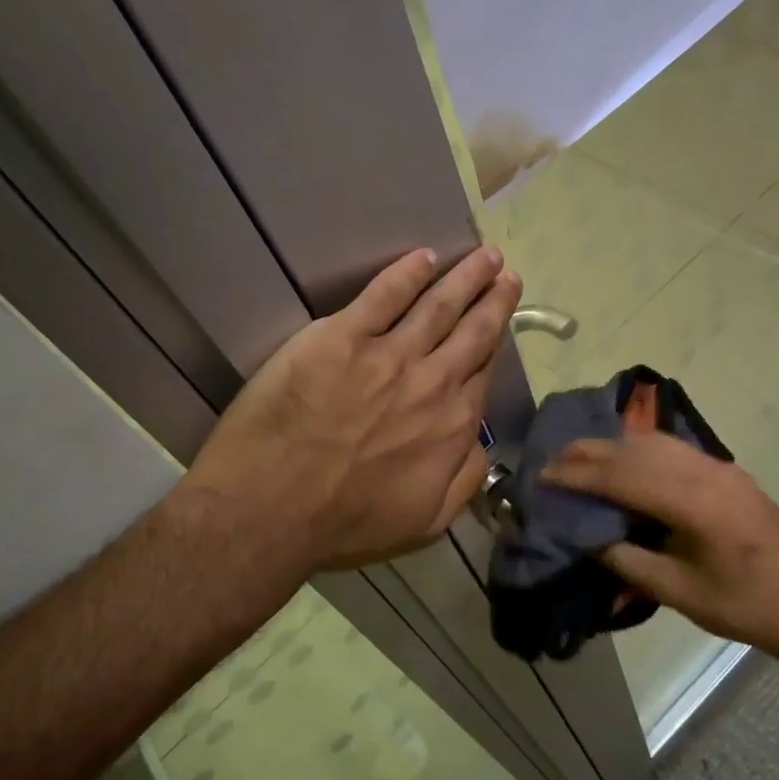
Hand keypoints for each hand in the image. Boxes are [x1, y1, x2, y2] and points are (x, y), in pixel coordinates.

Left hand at [184, 247, 521, 573]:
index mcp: (452, 425)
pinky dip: (407, 273)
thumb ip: (464, 480)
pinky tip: (422, 257)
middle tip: (506, 272)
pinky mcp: (342, 337)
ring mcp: (387, 355)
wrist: (272, 509)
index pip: (482, 372)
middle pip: (472, 331)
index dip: (495, 343)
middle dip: (494, 298)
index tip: (502, 320)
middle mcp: (431, 382)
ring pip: (438, 304)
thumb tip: (482, 444)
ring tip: (484, 255)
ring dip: (465, 276)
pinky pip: (383, 295)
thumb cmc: (346, 524)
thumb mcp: (425, 523)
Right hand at [540, 433, 778, 659]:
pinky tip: (624, 461)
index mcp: (693, 502)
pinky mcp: (728, 472)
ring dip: (613, 447)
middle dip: (588, 452)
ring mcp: (720, 468)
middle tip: (551, 460)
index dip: (577, 474)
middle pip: (634, 450)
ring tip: (579, 457)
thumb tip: (586, 538)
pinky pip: (673, 449)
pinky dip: (639, 449)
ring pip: (654, 442)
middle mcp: (705, 472)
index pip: (621, 476)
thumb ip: (627, 560)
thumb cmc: (744, 605)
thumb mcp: (678, 591)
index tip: (542, 476)